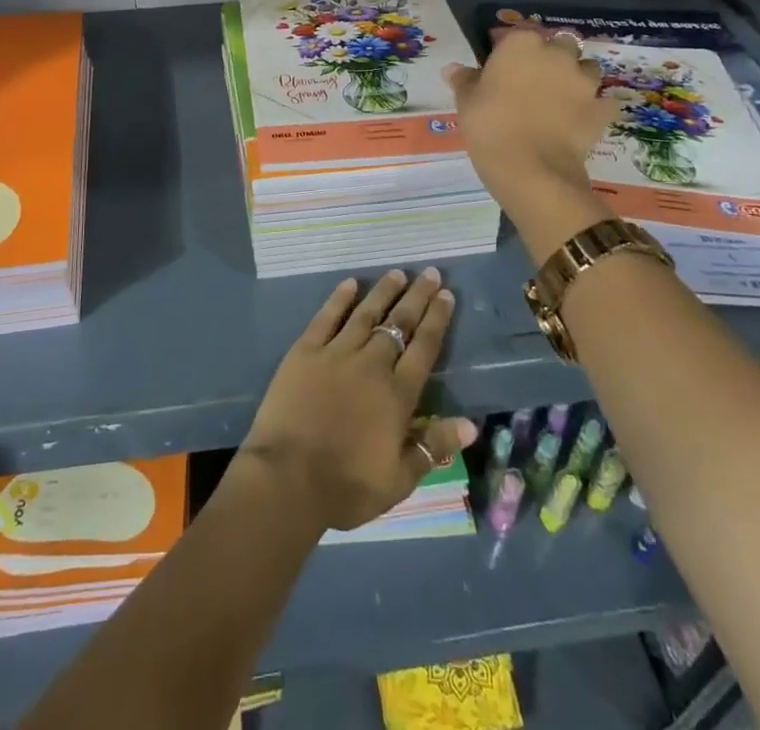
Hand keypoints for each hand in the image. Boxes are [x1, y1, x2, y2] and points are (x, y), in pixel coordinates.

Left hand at [239, 269, 477, 533]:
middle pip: (399, 323)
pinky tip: (350, 283)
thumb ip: (433, 447)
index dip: (437, 320)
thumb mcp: (399, 480)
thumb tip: (470, 425)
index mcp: (397, 395)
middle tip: (430, 272)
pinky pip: (327, 317)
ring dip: (384, 292)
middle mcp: (371, 365)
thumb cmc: (346, 486)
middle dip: (417, 296)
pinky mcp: (305, 351)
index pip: (424, 348)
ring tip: (398, 273)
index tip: (446, 295)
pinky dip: (340, 298)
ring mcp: (336, 353)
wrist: (288, 478)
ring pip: (366, 313)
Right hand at [443, 27, 619, 262]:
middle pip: (561, 45)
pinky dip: (595, 107)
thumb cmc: (490, 125)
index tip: (504, 68)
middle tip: (535, 81)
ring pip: (587, 68)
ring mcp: (584, 81)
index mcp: (521, 45)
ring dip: (577, 77)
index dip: (513, 50)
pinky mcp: (600, 109)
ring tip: (561, 98)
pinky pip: (603, 102)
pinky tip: (582, 119)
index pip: (519, 35)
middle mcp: (557, 54)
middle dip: (553, 57)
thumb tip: (453, 68)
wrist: (530, 168)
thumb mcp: (466, 101)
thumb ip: (464, 80)